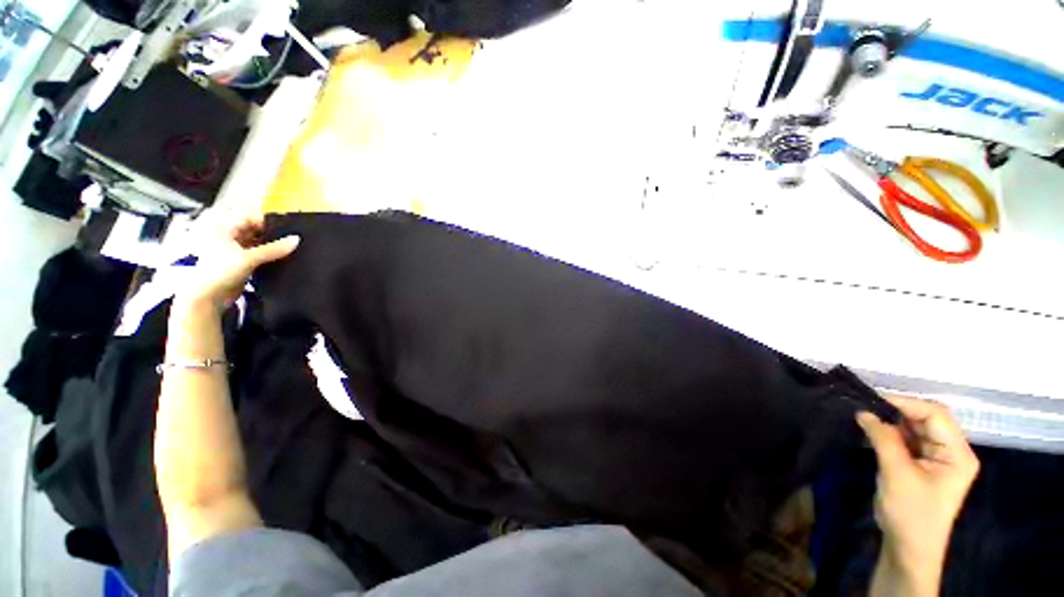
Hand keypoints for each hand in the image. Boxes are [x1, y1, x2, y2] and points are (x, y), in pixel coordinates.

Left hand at [181, 213, 299, 311]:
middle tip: (292, 236)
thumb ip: (273, 249)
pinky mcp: (241, 263)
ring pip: (257, 243)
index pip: (248, 218)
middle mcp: (228, 237)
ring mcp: (234, 251)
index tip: (287, 225)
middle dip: (271, 233)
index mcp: (224, 230)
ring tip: (290, 246)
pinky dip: (269, 255)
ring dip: (271, 245)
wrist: (209, 298)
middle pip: (253, 230)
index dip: (266, 220)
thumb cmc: (221, 272)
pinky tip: (283, 257)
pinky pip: (258, 254)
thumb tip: (297, 240)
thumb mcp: (249, 258)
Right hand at [858, 396, 978, 594]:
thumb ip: (883, 439)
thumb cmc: (910, 512)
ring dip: (892, 422)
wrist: (908, 548)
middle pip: (927, 419)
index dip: (906, 403)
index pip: (936, 415)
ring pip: (916, 428)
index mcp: (958, 453)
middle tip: (865, 407)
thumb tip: (864, 411)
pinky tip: (873, 432)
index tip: (872, 400)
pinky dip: (891, 434)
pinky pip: (908, 440)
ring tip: (866, 417)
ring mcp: (939, 458)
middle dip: (897, 411)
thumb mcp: (897, 473)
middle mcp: (952, 451)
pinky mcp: (924, 464)